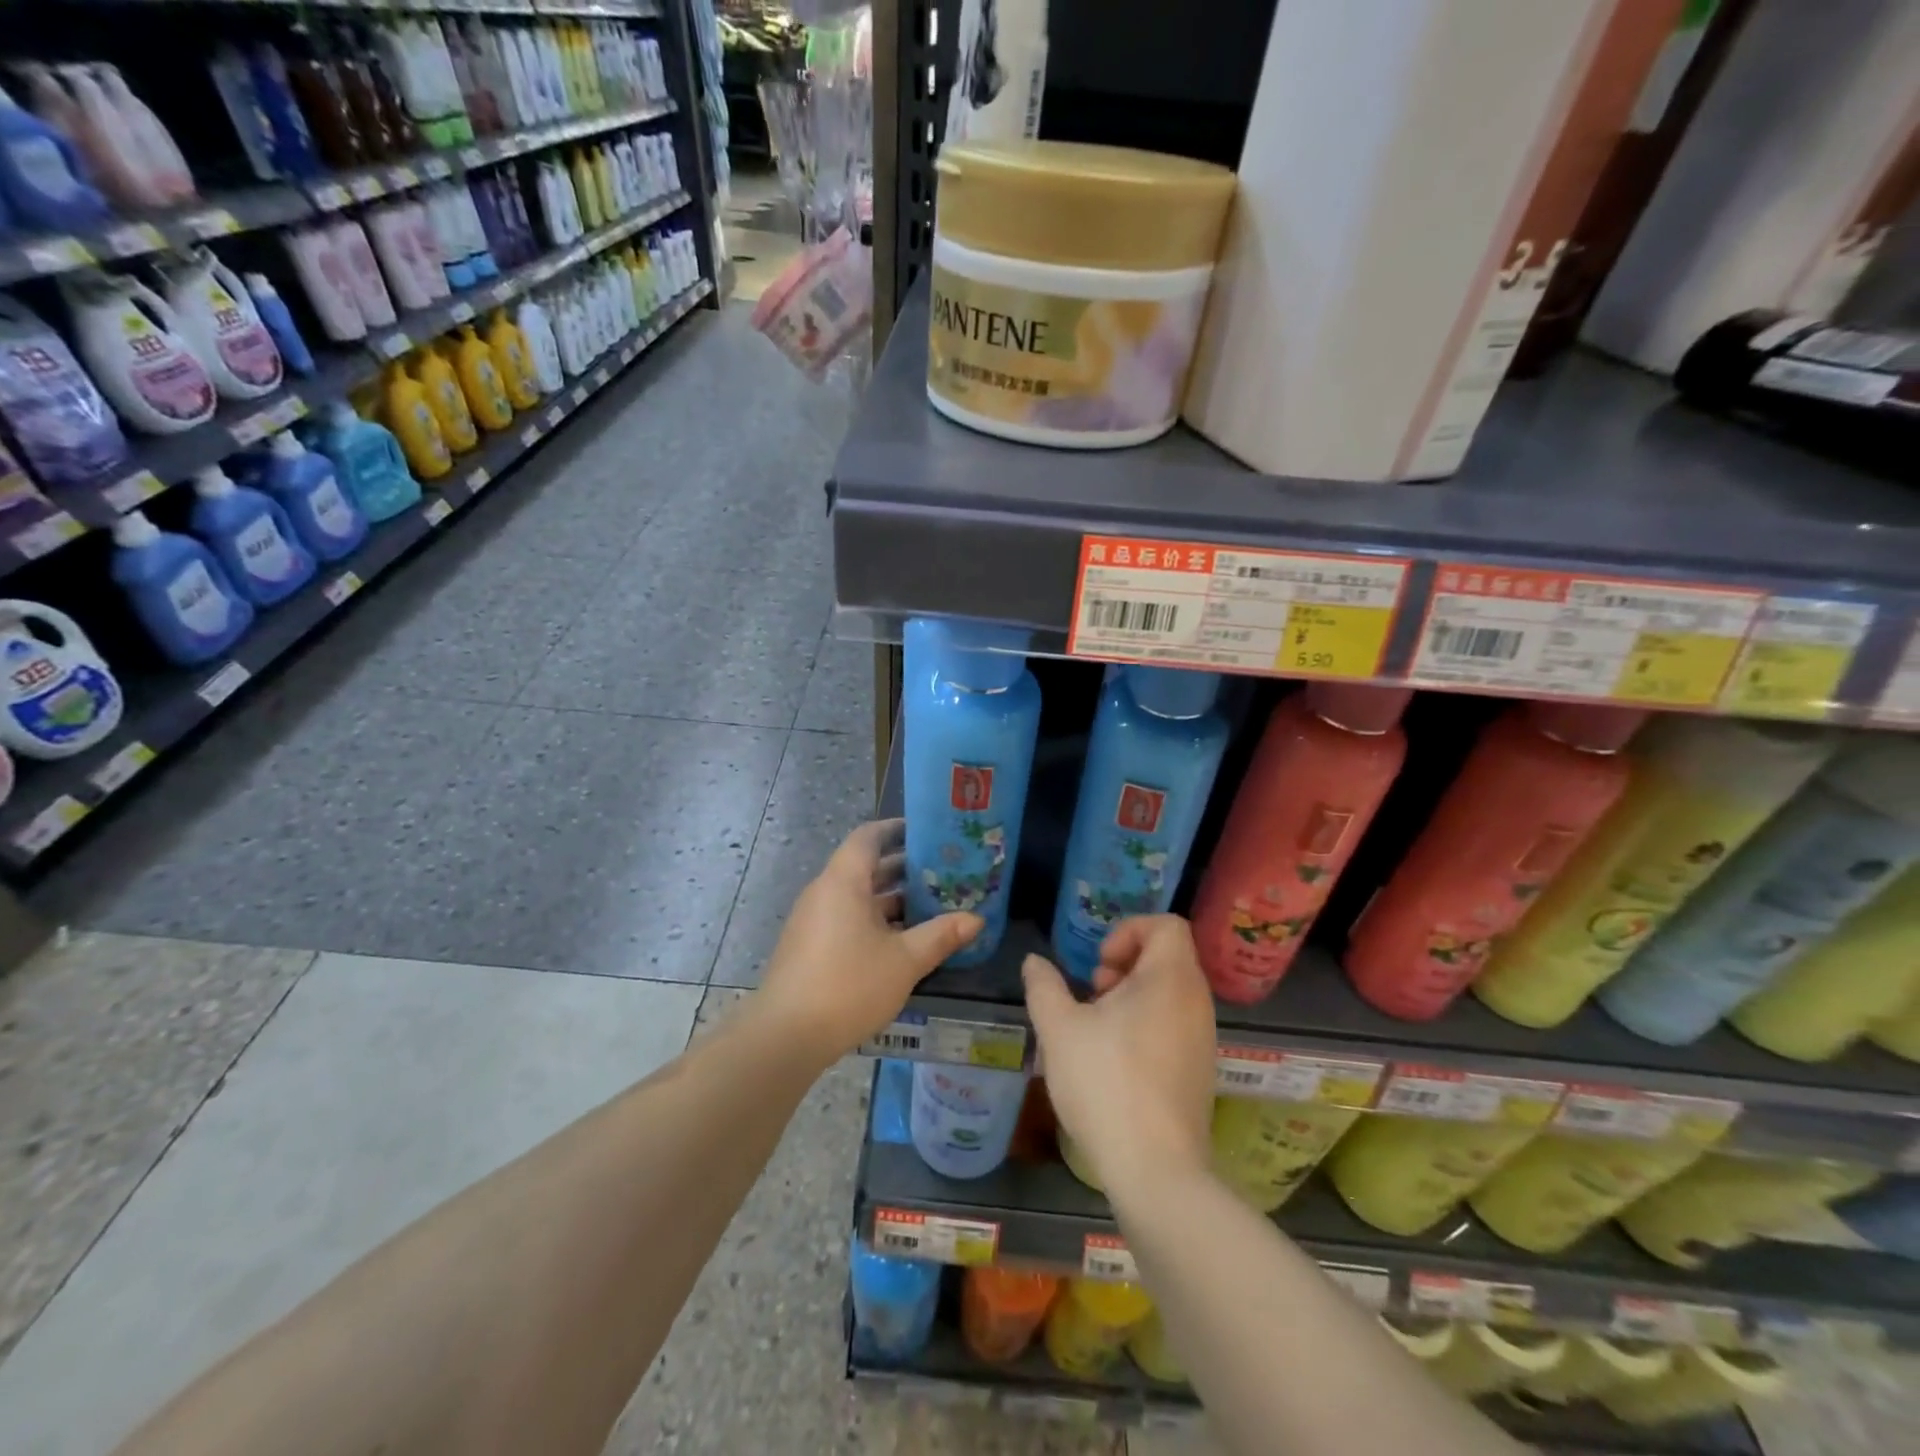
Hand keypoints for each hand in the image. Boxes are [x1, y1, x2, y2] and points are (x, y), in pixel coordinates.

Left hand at [757, 819, 982, 1064]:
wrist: (786, 1036)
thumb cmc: (849, 985)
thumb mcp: (905, 960)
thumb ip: (941, 935)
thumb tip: (977, 919)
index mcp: (844, 882)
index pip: (868, 837)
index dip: (896, 830)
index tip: (926, 832)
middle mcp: (825, 892)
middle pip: (865, 867)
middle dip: (903, 868)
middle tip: (943, 871)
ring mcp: (814, 920)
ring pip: (858, 896)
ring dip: (892, 898)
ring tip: (932, 905)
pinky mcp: (810, 946)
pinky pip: (847, 918)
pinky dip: (875, 919)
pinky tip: (903, 940)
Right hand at [1023, 915, 1215, 1191]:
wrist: (1156, 1170)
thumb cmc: (1105, 1084)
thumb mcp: (1059, 1029)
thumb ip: (1044, 986)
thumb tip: (1034, 962)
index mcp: (1170, 979)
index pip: (1167, 924)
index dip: (1128, 930)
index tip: (1100, 965)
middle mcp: (1196, 1001)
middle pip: (1166, 956)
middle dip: (1123, 965)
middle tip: (1093, 995)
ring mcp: (1203, 1038)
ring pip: (1169, 992)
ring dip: (1131, 996)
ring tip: (1097, 1028)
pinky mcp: (1200, 1070)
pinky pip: (1175, 1024)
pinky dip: (1146, 1024)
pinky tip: (1114, 1059)